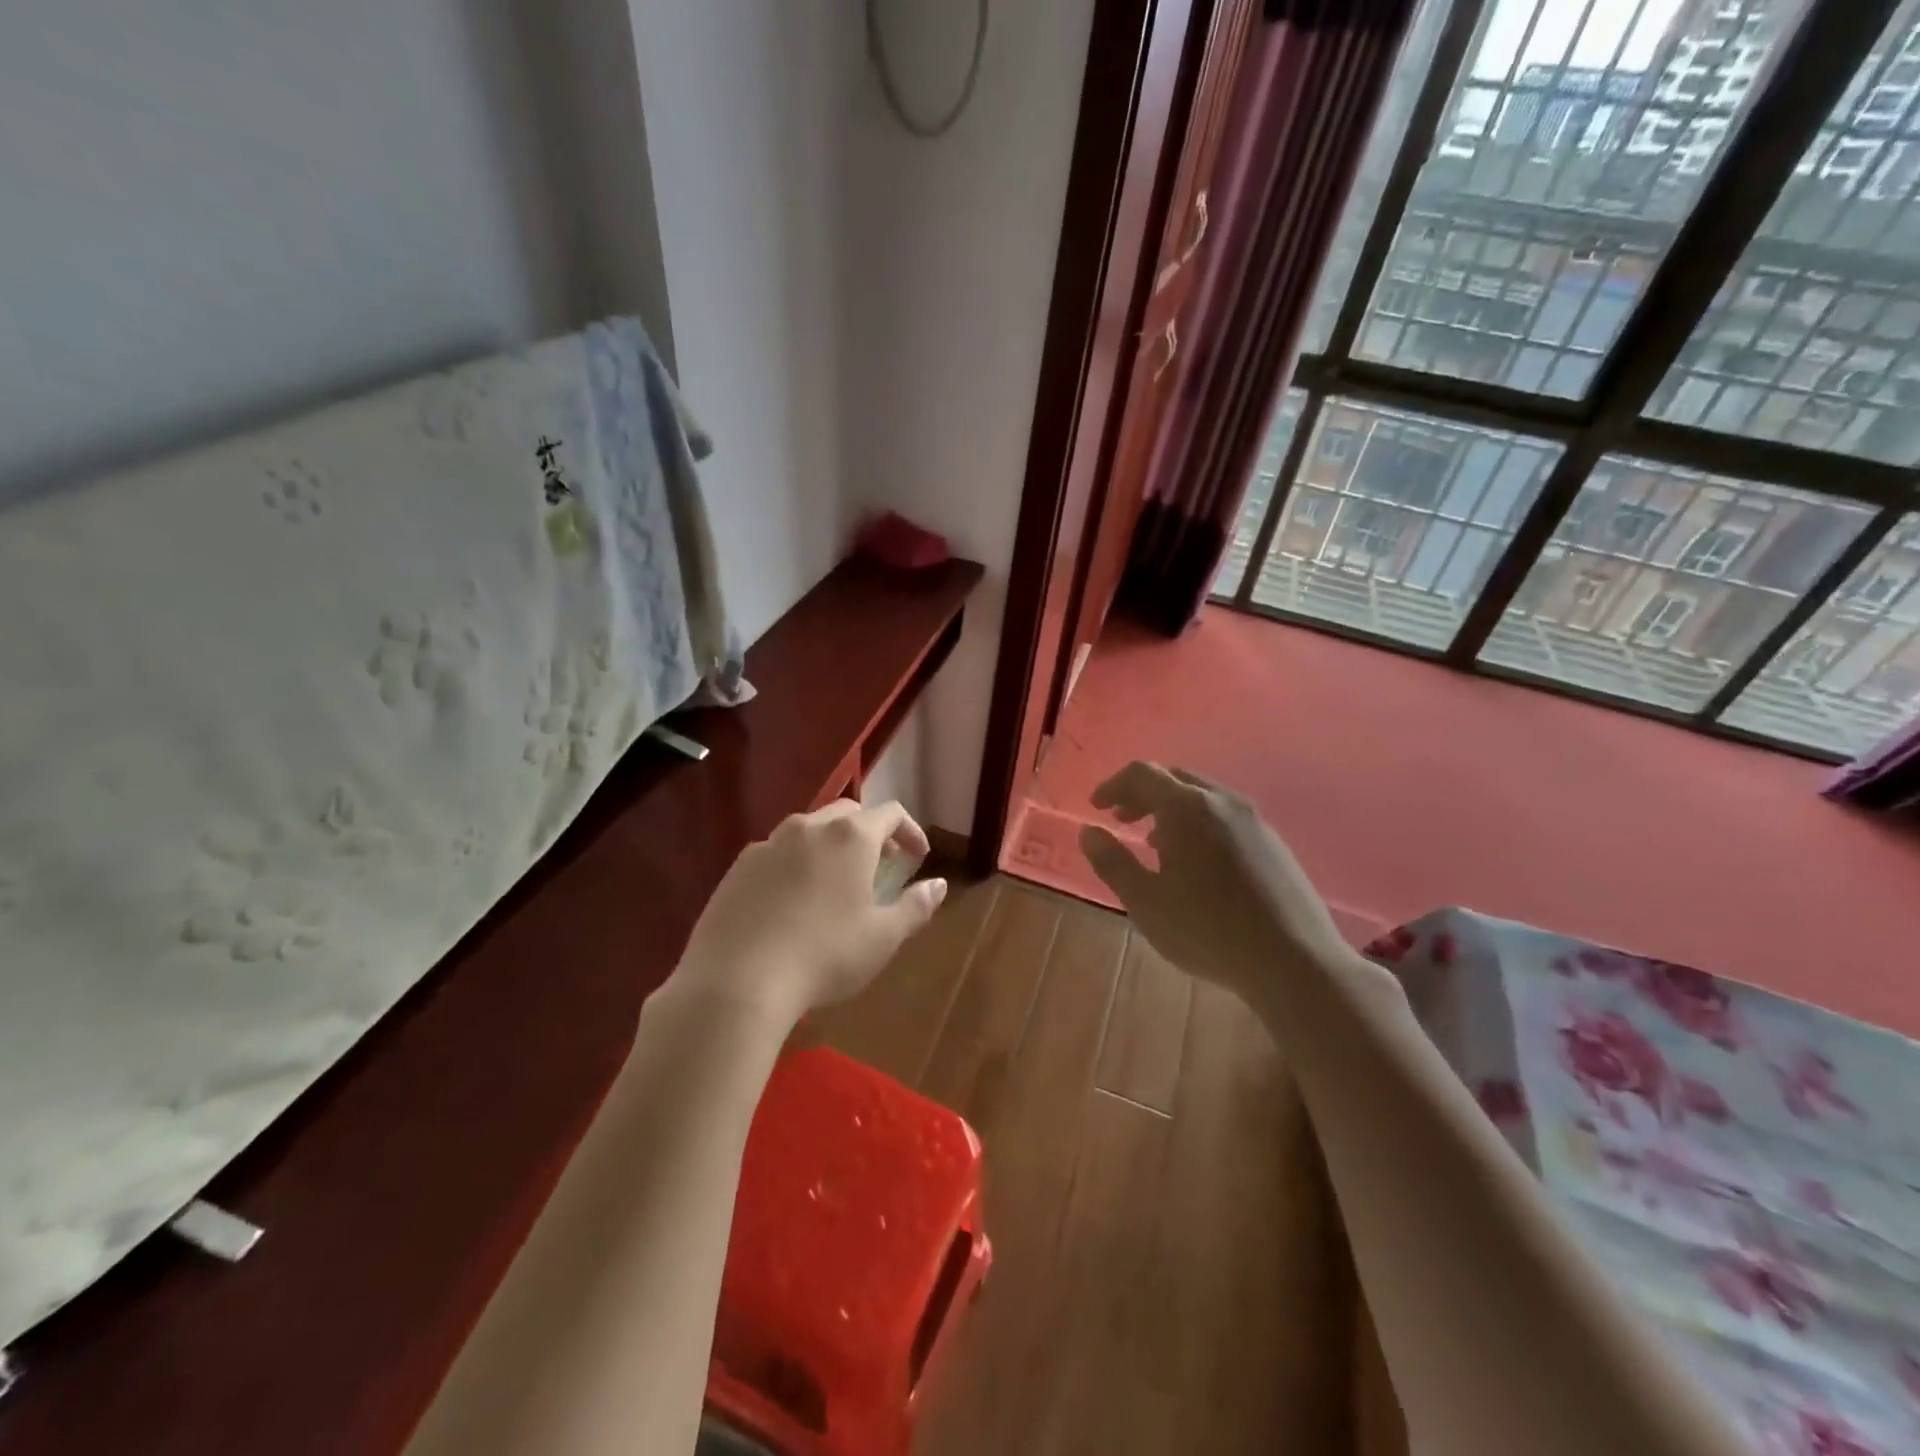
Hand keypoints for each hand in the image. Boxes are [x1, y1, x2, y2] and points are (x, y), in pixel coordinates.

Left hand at [669, 800, 947, 1025]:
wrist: (737, 981)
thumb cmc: (824, 955)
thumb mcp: (882, 937)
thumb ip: (915, 906)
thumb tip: (939, 884)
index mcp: (851, 837)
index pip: (891, 812)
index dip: (911, 830)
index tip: (918, 856)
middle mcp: (810, 827)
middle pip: (848, 813)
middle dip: (871, 832)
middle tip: (881, 864)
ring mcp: (769, 843)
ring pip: (809, 829)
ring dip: (831, 845)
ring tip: (836, 881)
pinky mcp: (739, 866)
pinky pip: (777, 851)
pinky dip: (796, 862)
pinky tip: (792, 899)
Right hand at [1079, 762, 1348, 1003]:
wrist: (1294, 960)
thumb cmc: (1207, 930)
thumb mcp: (1145, 901)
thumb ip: (1112, 862)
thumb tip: (1089, 831)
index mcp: (1187, 807)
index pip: (1142, 773)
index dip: (1113, 785)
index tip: (1096, 807)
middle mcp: (1222, 801)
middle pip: (1174, 778)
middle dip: (1142, 794)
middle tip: (1121, 819)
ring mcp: (1254, 820)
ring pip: (1203, 797)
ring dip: (1171, 809)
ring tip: (1155, 842)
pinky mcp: (1274, 842)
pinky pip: (1226, 816)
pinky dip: (1199, 822)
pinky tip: (1197, 862)